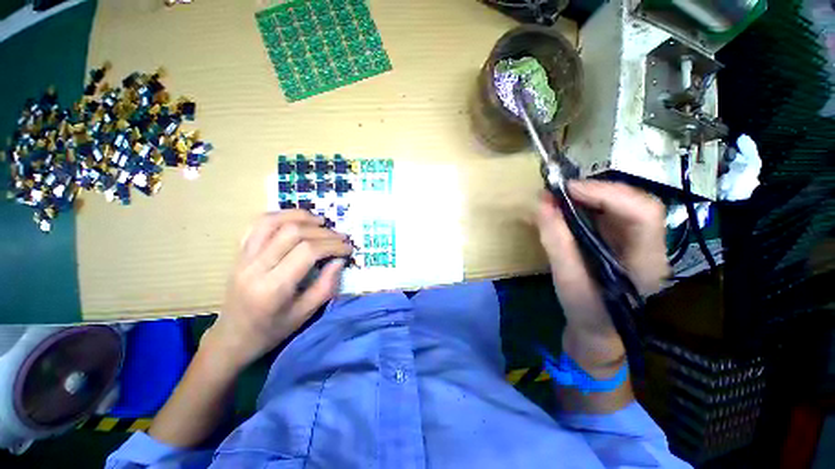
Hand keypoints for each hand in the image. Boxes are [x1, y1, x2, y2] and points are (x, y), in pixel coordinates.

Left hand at [203, 210, 352, 370]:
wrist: (231, 339)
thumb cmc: (270, 331)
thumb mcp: (304, 314)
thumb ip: (326, 285)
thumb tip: (339, 260)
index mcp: (273, 287)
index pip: (307, 251)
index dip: (333, 245)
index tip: (348, 248)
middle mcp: (255, 267)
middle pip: (293, 232)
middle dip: (323, 232)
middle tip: (340, 237)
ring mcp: (243, 257)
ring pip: (272, 222)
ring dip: (301, 216)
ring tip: (321, 221)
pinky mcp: (239, 253)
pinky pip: (257, 225)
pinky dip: (279, 216)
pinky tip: (295, 219)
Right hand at [536, 181, 667, 369]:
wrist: (598, 332)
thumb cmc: (586, 312)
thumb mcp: (567, 280)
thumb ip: (556, 241)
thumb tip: (542, 204)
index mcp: (646, 260)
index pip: (643, 213)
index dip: (609, 194)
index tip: (569, 190)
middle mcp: (649, 245)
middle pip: (633, 202)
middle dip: (595, 191)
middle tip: (559, 191)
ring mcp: (635, 241)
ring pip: (620, 205)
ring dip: (588, 196)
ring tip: (558, 197)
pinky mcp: (620, 241)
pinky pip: (606, 214)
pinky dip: (584, 206)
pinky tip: (565, 208)